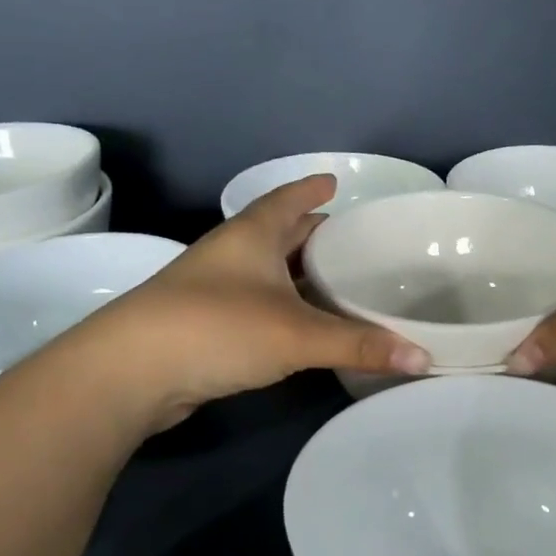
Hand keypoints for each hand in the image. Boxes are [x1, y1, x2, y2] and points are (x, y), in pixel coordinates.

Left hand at [90, 175, 428, 428]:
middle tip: (348, 239)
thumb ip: (359, 345)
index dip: (311, 191)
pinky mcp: (204, 326)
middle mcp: (230, 255)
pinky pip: (256, 305)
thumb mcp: (296, 335)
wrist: (130, 372)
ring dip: (295, 274)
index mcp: (251, 236)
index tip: (334, 182)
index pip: (287, 200)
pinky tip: (300, 326)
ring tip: (333, 281)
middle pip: (276, 234)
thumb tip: (425, 357)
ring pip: (265, 272)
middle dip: (310, 234)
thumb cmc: (216, 329)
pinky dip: (282, 308)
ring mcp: (212, 291)